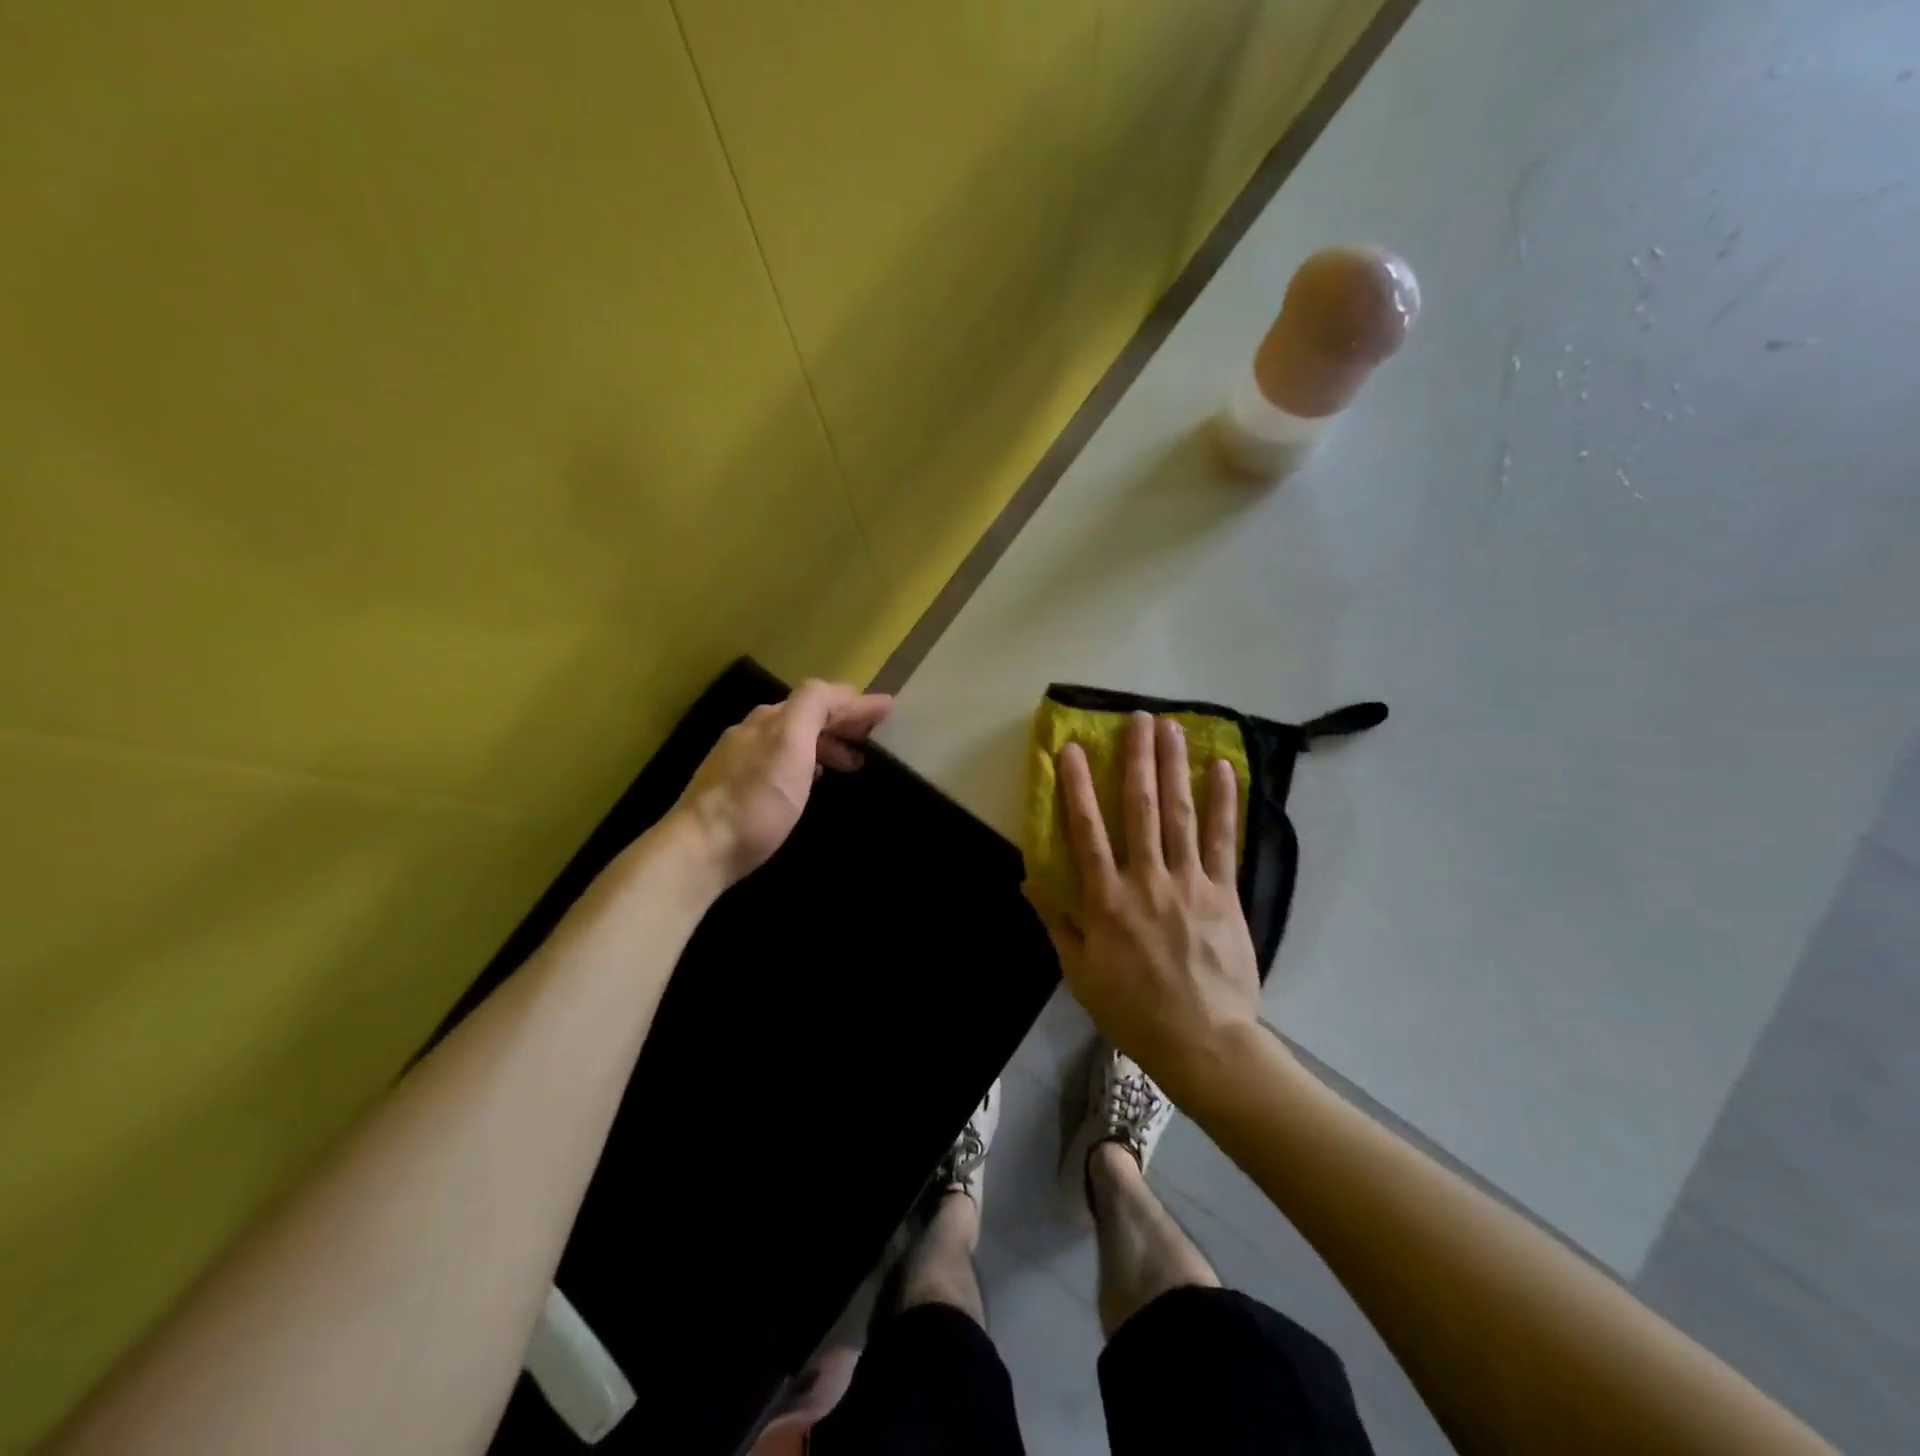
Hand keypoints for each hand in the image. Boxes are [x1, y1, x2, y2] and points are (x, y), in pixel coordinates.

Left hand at [670, 679, 891, 889]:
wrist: (701, 849)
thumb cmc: (756, 800)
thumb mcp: (790, 745)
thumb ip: (812, 708)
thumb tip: (839, 691)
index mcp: (772, 718)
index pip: (820, 696)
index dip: (856, 702)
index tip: (887, 708)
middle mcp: (754, 730)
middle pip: (805, 714)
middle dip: (842, 720)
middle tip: (872, 735)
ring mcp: (740, 757)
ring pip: (792, 737)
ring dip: (826, 742)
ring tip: (851, 762)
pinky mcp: (733, 786)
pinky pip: (779, 758)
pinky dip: (806, 760)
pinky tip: (810, 779)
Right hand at [1032, 712, 1263, 1095]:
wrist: (1203, 1042)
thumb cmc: (1133, 1009)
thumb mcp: (1080, 974)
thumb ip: (1057, 923)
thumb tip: (1028, 880)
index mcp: (1106, 901)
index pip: (1087, 833)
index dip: (1077, 788)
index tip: (1073, 749)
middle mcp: (1146, 880)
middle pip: (1140, 809)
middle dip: (1137, 760)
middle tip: (1137, 718)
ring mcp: (1189, 883)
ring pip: (1180, 815)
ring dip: (1175, 767)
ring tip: (1173, 728)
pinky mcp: (1224, 893)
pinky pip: (1223, 841)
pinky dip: (1224, 803)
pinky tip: (1223, 770)